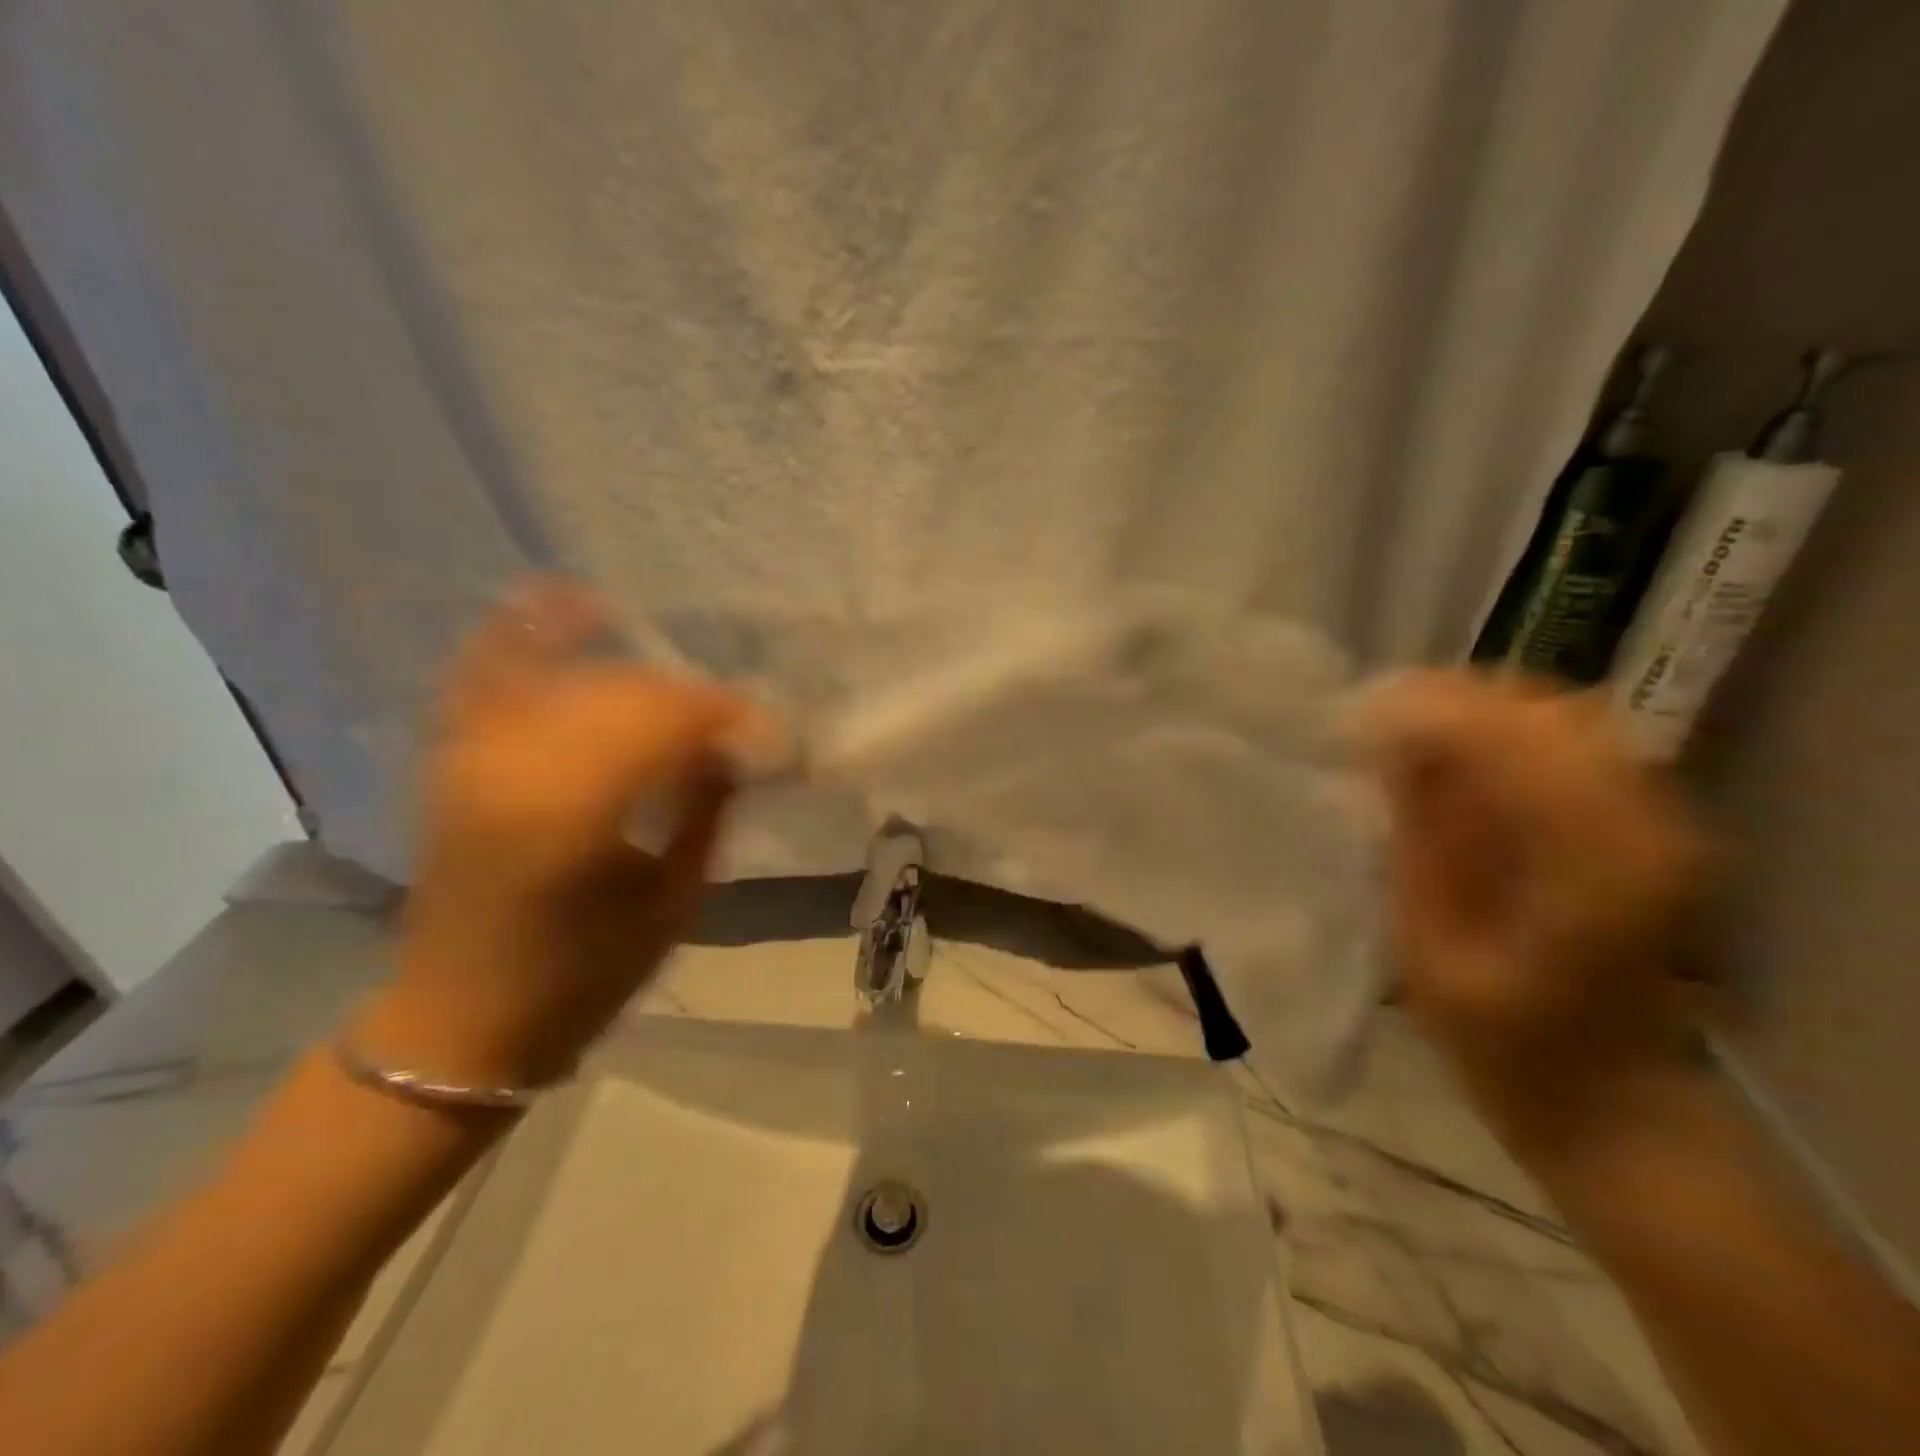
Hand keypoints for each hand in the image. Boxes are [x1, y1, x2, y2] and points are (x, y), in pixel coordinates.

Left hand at [355, 581, 777, 1088]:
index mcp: (575, 812)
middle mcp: (516, 763)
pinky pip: (487, 667)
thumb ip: (709, 810)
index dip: (733, 719)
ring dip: (641, 680)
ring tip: (680, 706)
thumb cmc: (583, 977)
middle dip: (696, 702)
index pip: (673, 724)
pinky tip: (574, 599)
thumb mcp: (674, 902)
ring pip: (578, 676)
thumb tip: (739, 747)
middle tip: (736, 730)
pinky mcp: (453, 754)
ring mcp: (474, 751)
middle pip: (629, 691)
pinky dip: (528, 628)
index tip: (775, 736)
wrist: (460, 1022)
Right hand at [1359, 671, 1708, 1158]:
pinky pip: (1569, 744)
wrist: (1608, 1101)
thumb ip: (1415, 842)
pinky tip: (1450, 764)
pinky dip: (1501, 736)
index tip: (1349, 724)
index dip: (1420, 717)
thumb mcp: (1428, 950)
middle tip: (1369, 729)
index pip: (1505, 741)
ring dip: (1471, 715)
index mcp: (1588, 865)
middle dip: (1443, 704)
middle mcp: (1641, 823)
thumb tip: (1383, 751)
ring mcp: (1655, 820)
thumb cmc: (1502, 1046)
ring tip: (1401, 741)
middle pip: (1538, 709)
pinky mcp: (1645, 825)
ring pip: (1556, 714)